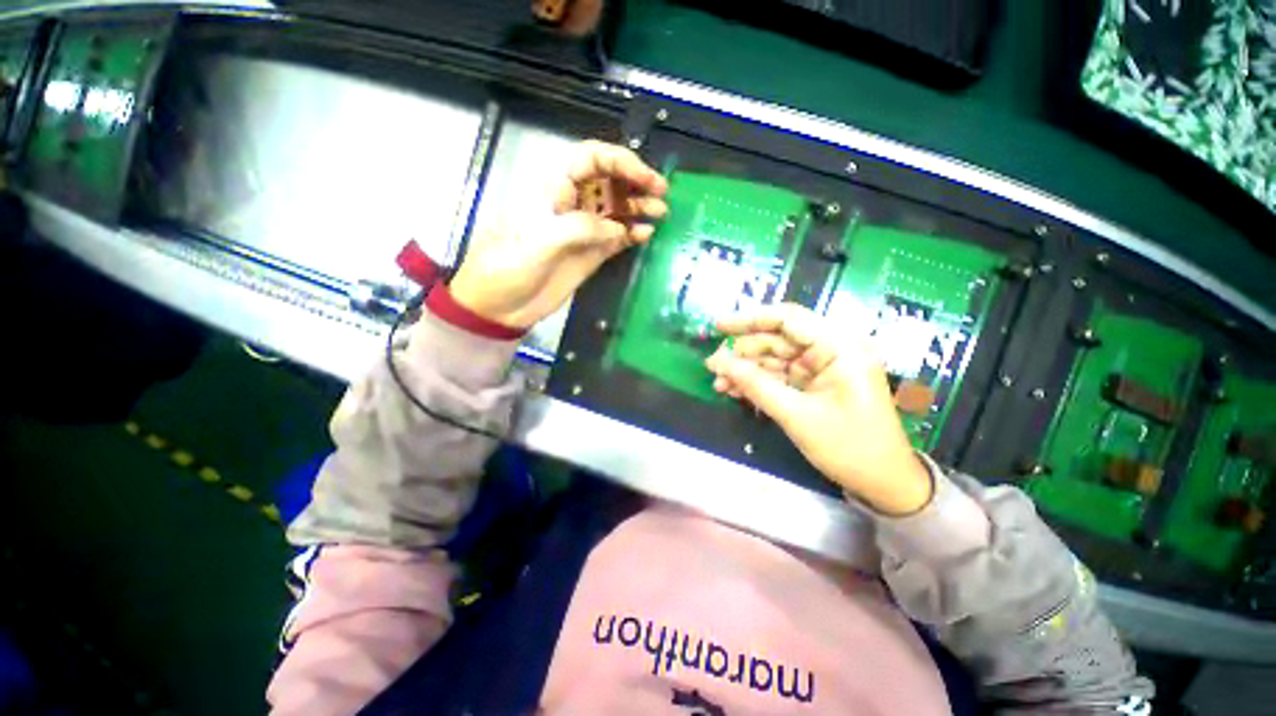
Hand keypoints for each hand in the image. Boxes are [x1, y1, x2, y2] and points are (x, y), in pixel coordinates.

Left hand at [449, 141, 667, 328]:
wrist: (500, 306)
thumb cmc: (508, 267)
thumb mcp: (538, 242)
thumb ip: (579, 227)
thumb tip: (618, 228)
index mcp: (553, 189)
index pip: (590, 159)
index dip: (620, 161)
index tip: (644, 177)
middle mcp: (572, 204)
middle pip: (609, 180)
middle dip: (636, 181)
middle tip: (661, 193)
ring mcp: (583, 230)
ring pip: (617, 208)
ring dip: (639, 206)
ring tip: (660, 213)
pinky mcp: (591, 253)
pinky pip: (617, 237)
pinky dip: (633, 233)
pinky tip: (645, 234)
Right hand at [705, 303, 932, 514]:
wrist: (884, 484)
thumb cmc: (849, 448)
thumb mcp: (797, 416)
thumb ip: (756, 385)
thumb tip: (718, 362)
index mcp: (839, 347)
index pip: (788, 319)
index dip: (750, 320)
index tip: (718, 327)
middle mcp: (831, 350)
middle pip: (777, 340)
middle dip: (743, 354)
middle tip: (713, 369)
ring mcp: (822, 368)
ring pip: (774, 359)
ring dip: (746, 371)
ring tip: (719, 385)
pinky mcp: (814, 384)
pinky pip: (779, 376)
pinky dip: (757, 383)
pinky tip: (735, 392)